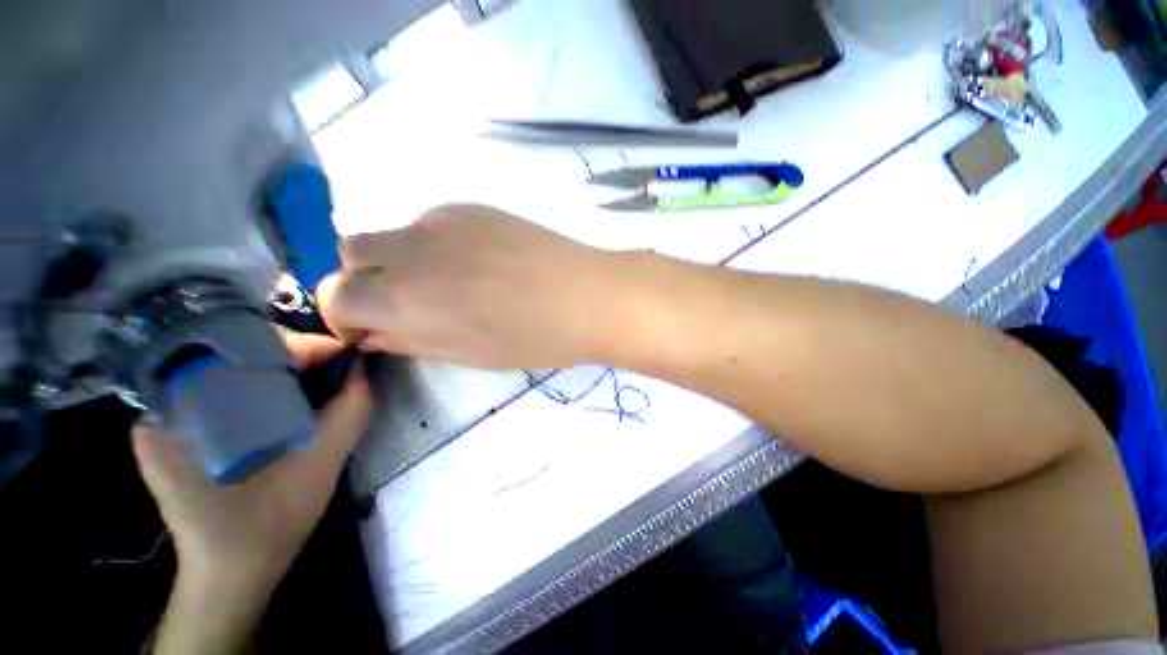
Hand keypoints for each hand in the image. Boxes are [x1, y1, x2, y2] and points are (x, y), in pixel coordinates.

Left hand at [132, 331, 372, 596]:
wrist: (230, 575)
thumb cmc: (271, 522)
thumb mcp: (323, 461)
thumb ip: (351, 409)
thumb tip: (364, 367)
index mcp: (192, 407)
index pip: (253, 346)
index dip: (308, 347)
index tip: (347, 359)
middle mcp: (164, 402)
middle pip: (239, 352)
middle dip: (295, 357)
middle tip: (334, 373)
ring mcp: (162, 418)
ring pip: (231, 369)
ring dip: (279, 372)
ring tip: (315, 386)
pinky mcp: (170, 434)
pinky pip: (220, 390)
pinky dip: (258, 388)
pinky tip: (284, 406)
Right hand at [316, 204, 615, 369]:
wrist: (585, 296)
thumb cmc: (531, 339)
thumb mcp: (465, 354)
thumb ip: (410, 340)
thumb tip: (376, 331)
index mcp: (402, 298)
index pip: (334, 294)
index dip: (347, 314)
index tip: (373, 327)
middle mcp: (410, 250)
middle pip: (353, 253)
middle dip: (367, 280)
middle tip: (409, 302)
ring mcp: (442, 220)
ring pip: (393, 233)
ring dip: (402, 258)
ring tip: (452, 281)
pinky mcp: (472, 206)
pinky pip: (432, 222)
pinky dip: (436, 242)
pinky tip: (478, 260)